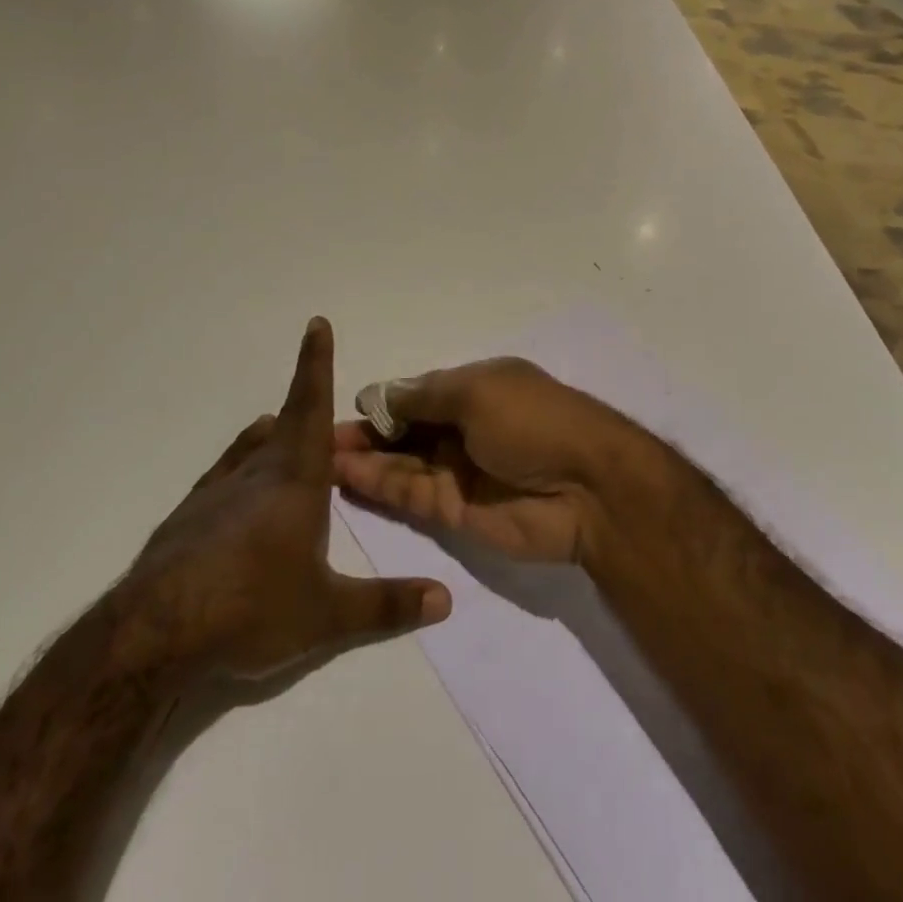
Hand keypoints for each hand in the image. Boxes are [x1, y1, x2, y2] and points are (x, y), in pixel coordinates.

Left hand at [113, 318, 450, 680]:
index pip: (310, 405)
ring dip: (275, 436)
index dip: (316, 362)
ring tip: (287, 441)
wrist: (151, 636)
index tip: (316, 323)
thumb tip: (445, 600)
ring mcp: (216, 490)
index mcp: (294, 477)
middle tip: (327, 416)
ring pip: (253, 446)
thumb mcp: (326, 614)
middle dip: (308, 405)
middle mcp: (256, 470)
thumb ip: (387, 605)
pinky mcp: (188, 515)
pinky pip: (226, 475)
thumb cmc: (251, 609)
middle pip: (286, 422)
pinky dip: (245, 469)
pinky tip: (243, 500)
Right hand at [332, 357, 640, 563]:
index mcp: (474, 390)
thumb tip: (379, 393)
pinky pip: (409, 495)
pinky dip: (379, 486)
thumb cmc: (533, 420)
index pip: (416, 396)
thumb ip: (423, 397)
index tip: (340, 409)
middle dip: (365, 434)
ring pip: (401, 464)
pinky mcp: (455, 512)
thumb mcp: (477, 391)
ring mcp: (458, 472)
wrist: (587, 488)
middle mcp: (463, 429)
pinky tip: (345, 477)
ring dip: (363, 461)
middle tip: (315, 441)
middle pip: (404, 432)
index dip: (381, 404)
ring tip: (318, 460)